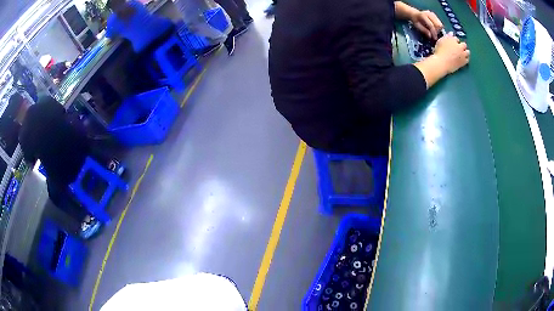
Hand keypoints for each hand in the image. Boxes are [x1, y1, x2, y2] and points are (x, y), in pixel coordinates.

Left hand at [411, 10, 442, 39]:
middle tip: (434, 34)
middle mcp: (429, 14)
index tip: (434, 38)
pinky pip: (440, 24)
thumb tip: (430, 36)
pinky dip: (438, 28)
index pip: (431, 25)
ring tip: (433, 31)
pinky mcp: (435, 16)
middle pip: (438, 25)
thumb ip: (424, 30)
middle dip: (437, 31)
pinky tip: (434, 28)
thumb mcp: (417, 26)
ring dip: (438, 30)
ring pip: (440, 24)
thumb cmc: (416, 20)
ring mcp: (433, 14)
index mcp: (424, 16)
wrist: (415, 14)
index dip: (433, 32)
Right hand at [434, 33, 469, 73]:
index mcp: (453, 40)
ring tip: (463, 53)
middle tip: (459, 47)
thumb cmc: (440, 51)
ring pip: (467, 52)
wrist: (443, 63)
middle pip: (464, 44)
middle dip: (462, 45)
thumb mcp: (441, 41)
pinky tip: (463, 59)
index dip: (455, 40)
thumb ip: (446, 37)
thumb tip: (451, 33)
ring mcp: (463, 55)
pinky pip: (467, 60)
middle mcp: (460, 46)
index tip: (453, 42)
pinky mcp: (464, 62)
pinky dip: (466, 58)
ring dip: (466, 52)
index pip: (456, 38)